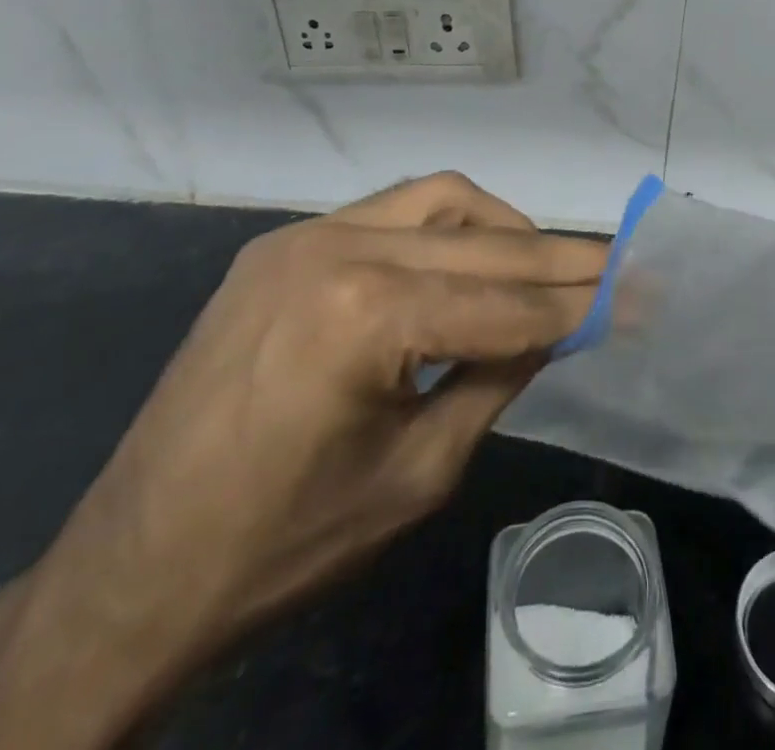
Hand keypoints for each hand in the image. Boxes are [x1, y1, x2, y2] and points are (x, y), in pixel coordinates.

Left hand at [0, 173, 606, 749]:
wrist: (128, 574)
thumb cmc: (284, 546)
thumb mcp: (419, 473)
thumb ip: (499, 377)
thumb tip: (561, 323)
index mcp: (366, 315)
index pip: (508, 304)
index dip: (584, 304)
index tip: (645, 292)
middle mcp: (336, 247)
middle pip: (485, 246)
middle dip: (561, 261)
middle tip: (621, 267)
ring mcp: (302, 236)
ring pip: (440, 200)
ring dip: (503, 229)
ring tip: (545, 266)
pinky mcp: (281, 244)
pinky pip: (389, 212)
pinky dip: (445, 229)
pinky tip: (466, 263)